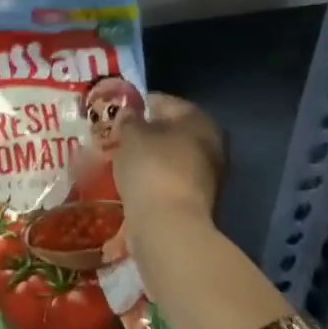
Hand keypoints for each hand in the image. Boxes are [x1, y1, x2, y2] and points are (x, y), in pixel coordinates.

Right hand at [111, 92, 224, 222]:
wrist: (169, 226)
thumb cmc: (152, 169)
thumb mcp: (131, 136)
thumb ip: (129, 119)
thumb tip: (130, 113)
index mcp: (198, 119)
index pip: (163, 102)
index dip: (138, 105)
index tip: (116, 115)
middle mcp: (211, 142)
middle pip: (170, 130)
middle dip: (146, 133)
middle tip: (118, 138)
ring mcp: (208, 173)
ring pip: (171, 156)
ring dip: (150, 157)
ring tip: (122, 161)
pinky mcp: (198, 199)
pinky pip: (170, 179)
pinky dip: (154, 178)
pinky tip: (134, 182)